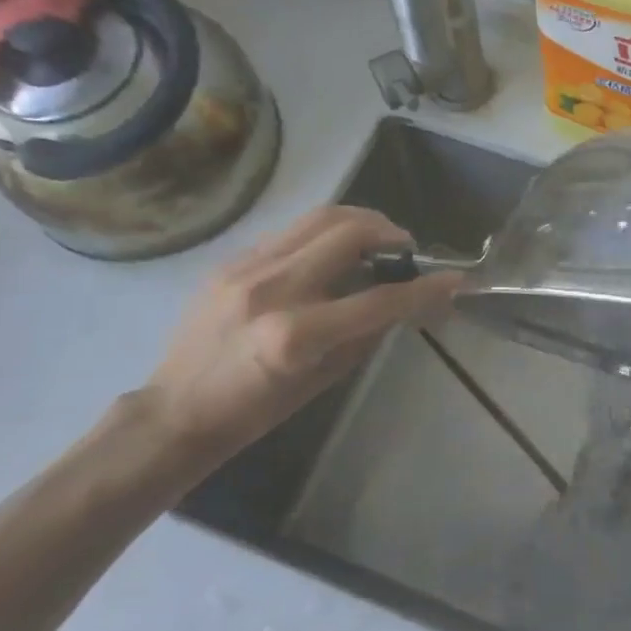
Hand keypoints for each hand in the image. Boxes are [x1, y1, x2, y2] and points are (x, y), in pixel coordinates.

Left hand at [141, 205, 460, 467]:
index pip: (378, 299)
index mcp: (296, 335)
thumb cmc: (256, 411)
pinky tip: (333, 252)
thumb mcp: (322, 380)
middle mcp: (272, 289)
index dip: (424, 288)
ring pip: (318, 218)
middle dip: (389, 232)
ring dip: (359, 221)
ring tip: (377, 237)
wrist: (176, 410)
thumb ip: (366, 333)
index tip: (454, 279)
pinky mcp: (231, 260)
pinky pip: (291, 232)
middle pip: (347, 233)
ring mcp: (246, 268)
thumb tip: (403, 302)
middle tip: (405, 248)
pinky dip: (324, 234)